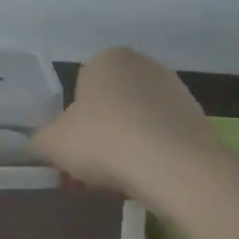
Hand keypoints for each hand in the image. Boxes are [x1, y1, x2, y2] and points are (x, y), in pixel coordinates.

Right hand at [33, 47, 220, 200]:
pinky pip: (163, 137)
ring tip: (119, 180)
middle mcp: (143, 65)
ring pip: (138, 121)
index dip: (73, 122)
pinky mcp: (198, 118)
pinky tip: (147, 179)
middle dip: (101, 134)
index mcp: (107, 59)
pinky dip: (153, 155)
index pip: (81, 88)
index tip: (73, 150)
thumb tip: (40, 144)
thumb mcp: (52, 143)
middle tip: (91, 168)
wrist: (173, 166)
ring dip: (127, 145)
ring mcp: (175, 90)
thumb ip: (40, 140)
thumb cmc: (104, 140)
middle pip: (111, 104)